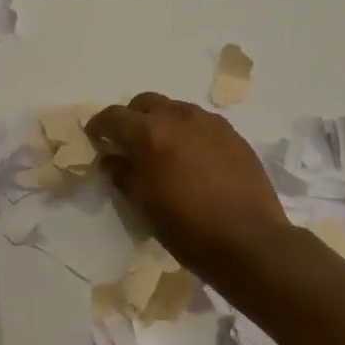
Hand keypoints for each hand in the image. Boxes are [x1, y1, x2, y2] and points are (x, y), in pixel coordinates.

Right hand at [85, 93, 289, 278]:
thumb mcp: (143, 205)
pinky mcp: (233, 135)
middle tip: (128, 143)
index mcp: (150, 133)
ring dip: (162, 123)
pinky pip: (201, 123)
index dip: (99, 126)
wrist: (249, 241)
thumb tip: (113, 159)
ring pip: (175, 110)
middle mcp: (179, 117)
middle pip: (145, 103)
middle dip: (131, 118)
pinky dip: (188, 133)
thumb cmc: (187, 228)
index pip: (114, 116)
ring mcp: (210, 123)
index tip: (95, 139)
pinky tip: (191, 159)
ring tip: (162, 150)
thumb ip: (123, 174)